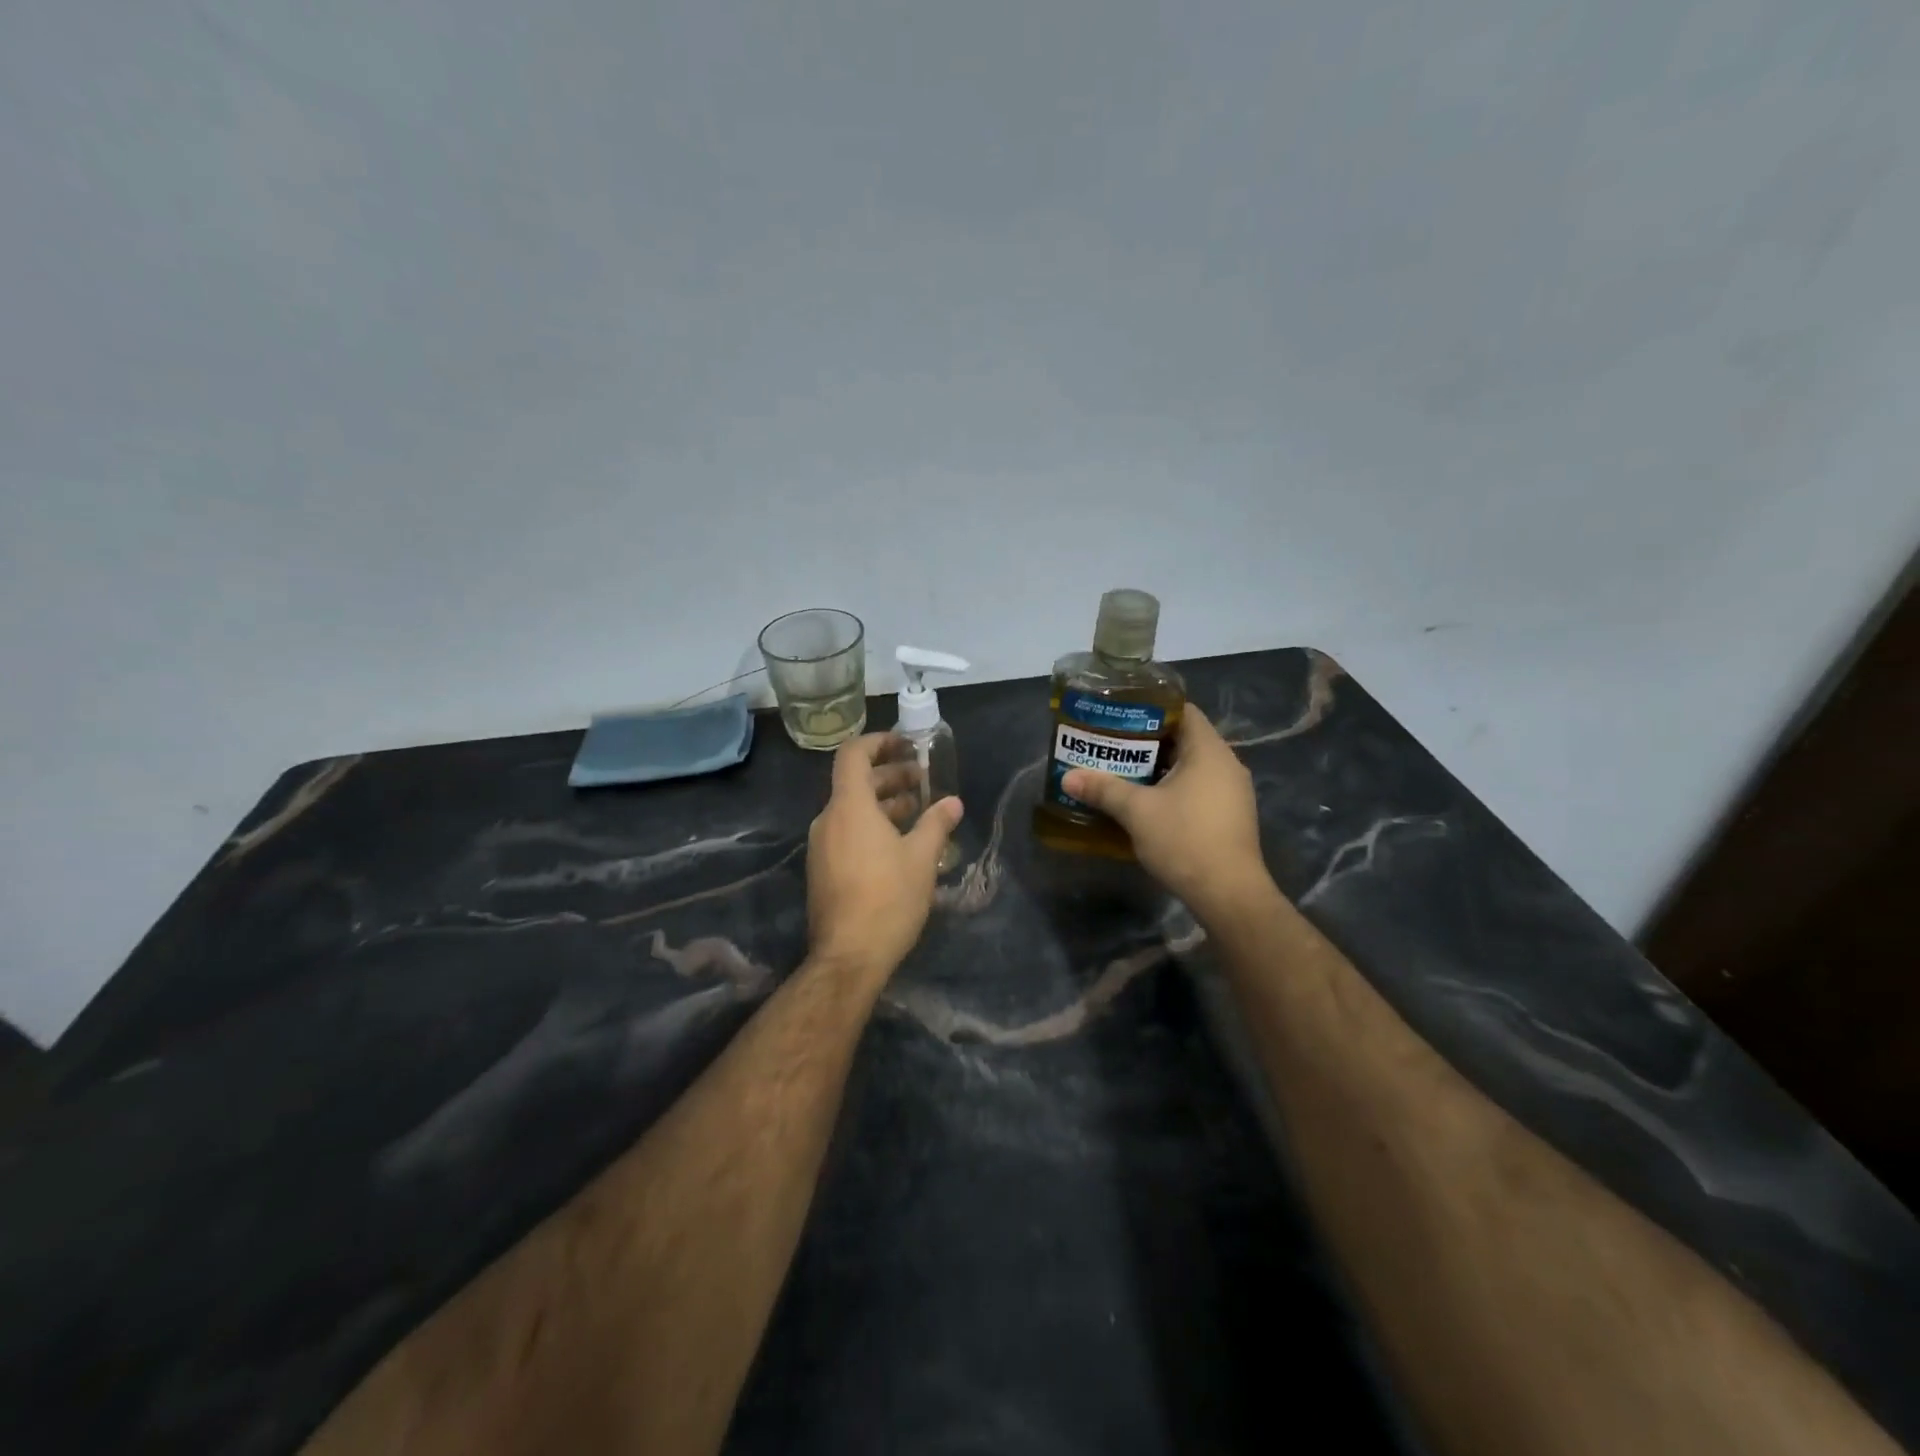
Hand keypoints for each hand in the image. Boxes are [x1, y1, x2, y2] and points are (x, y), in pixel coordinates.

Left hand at [806, 734, 963, 980]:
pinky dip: (872, 825)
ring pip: (852, 810)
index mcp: (849, 807)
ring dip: (884, 803)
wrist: (849, 957)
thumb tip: (953, 802)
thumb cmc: (888, 899)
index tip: (905, 745)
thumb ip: (936, 824)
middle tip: (923, 780)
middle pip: (855, 782)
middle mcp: (828, 820)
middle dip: (890, 776)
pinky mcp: (823, 869)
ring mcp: (822, 846)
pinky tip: (900, 843)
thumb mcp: (921, 858)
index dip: (878, 742)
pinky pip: (847, 832)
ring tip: (917, 810)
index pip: (853, 755)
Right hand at [1061, 706, 1274, 924]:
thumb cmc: (1185, 840)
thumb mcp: (1137, 812)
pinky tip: (1148, 804)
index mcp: (1209, 751)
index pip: (1184, 711)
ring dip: (1160, 769)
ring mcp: (1233, 792)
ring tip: (1124, 773)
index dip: (1152, 709)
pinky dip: (1175, 790)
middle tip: (1113, 746)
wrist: (1228, 894)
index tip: (1121, 716)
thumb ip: (1103, 789)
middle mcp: (1227, 764)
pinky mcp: (1231, 817)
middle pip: (1185, 740)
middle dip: (1149, 743)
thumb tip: (1067, 777)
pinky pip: (1199, 790)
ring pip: (1192, 768)